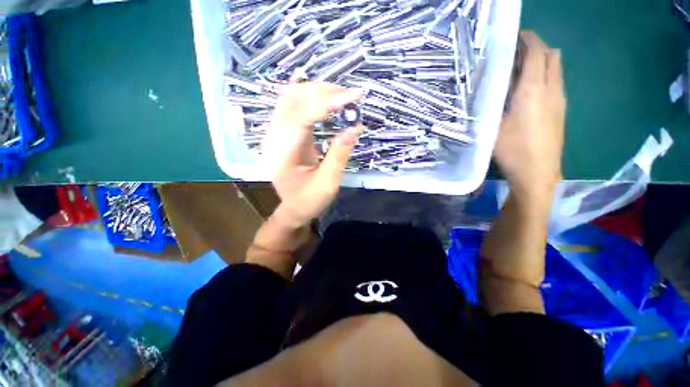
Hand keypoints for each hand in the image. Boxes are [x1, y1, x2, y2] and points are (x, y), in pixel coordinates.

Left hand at [261, 82, 362, 227]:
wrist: (293, 209)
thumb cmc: (309, 201)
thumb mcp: (327, 184)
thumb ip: (338, 156)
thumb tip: (354, 127)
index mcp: (281, 153)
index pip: (301, 116)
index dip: (328, 102)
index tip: (354, 96)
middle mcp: (274, 137)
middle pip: (293, 99)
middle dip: (324, 92)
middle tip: (351, 96)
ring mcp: (277, 133)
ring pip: (292, 97)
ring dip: (318, 92)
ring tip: (343, 97)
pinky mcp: (285, 134)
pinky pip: (295, 106)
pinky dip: (313, 99)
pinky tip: (329, 100)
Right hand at [495, 31, 565, 198]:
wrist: (538, 172)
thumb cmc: (512, 150)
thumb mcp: (493, 126)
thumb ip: (492, 104)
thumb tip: (489, 89)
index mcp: (533, 90)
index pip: (537, 52)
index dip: (527, 38)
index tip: (514, 35)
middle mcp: (551, 89)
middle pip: (551, 54)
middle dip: (536, 46)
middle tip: (514, 53)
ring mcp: (560, 99)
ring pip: (555, 67)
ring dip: (540, 61)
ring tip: (518, 70)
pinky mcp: (561, 110)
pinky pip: (555, 81)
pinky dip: (544, 75)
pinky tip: (527, 89)